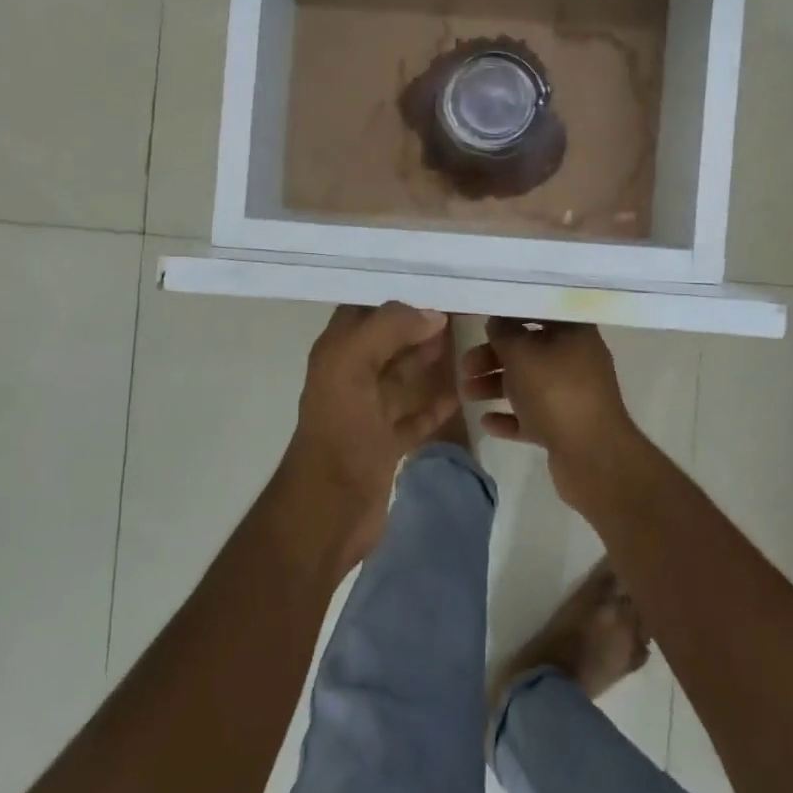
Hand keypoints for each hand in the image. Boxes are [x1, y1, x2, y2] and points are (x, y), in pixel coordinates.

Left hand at [286, 303, 460, 561]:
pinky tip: (458, 395)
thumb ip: (389, 329)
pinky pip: (414, 416)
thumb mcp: (354, 364)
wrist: (329, 509)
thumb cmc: (340, 429)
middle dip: (417, 324)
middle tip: (460, 309)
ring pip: (402, 375)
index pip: (365, 309)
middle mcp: (351, 376)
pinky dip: (434, 404)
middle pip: (387, 340)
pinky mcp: (385, 443)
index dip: (395, 295)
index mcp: (337, 353)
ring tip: (463, 343)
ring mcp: (368, 412)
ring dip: (427, 360)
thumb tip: (433, 314)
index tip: (435, 282)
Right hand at [460, 319, 642, 497]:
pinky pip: (532, 416)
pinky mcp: (565, 427)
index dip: (511, 314)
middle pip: (529, 351)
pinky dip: (509, 416)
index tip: (483, 320)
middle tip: (466, 365)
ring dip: (496, 386)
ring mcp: (572, 395)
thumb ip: (504, 333)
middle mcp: (576, 360)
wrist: (592, 456)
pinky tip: (486, 422)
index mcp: (575, 333)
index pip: (540, 312)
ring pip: (527, 384)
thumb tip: (497, 322)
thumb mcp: (522, 353)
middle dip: (494, 357)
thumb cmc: (555, 391)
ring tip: (467, 394)